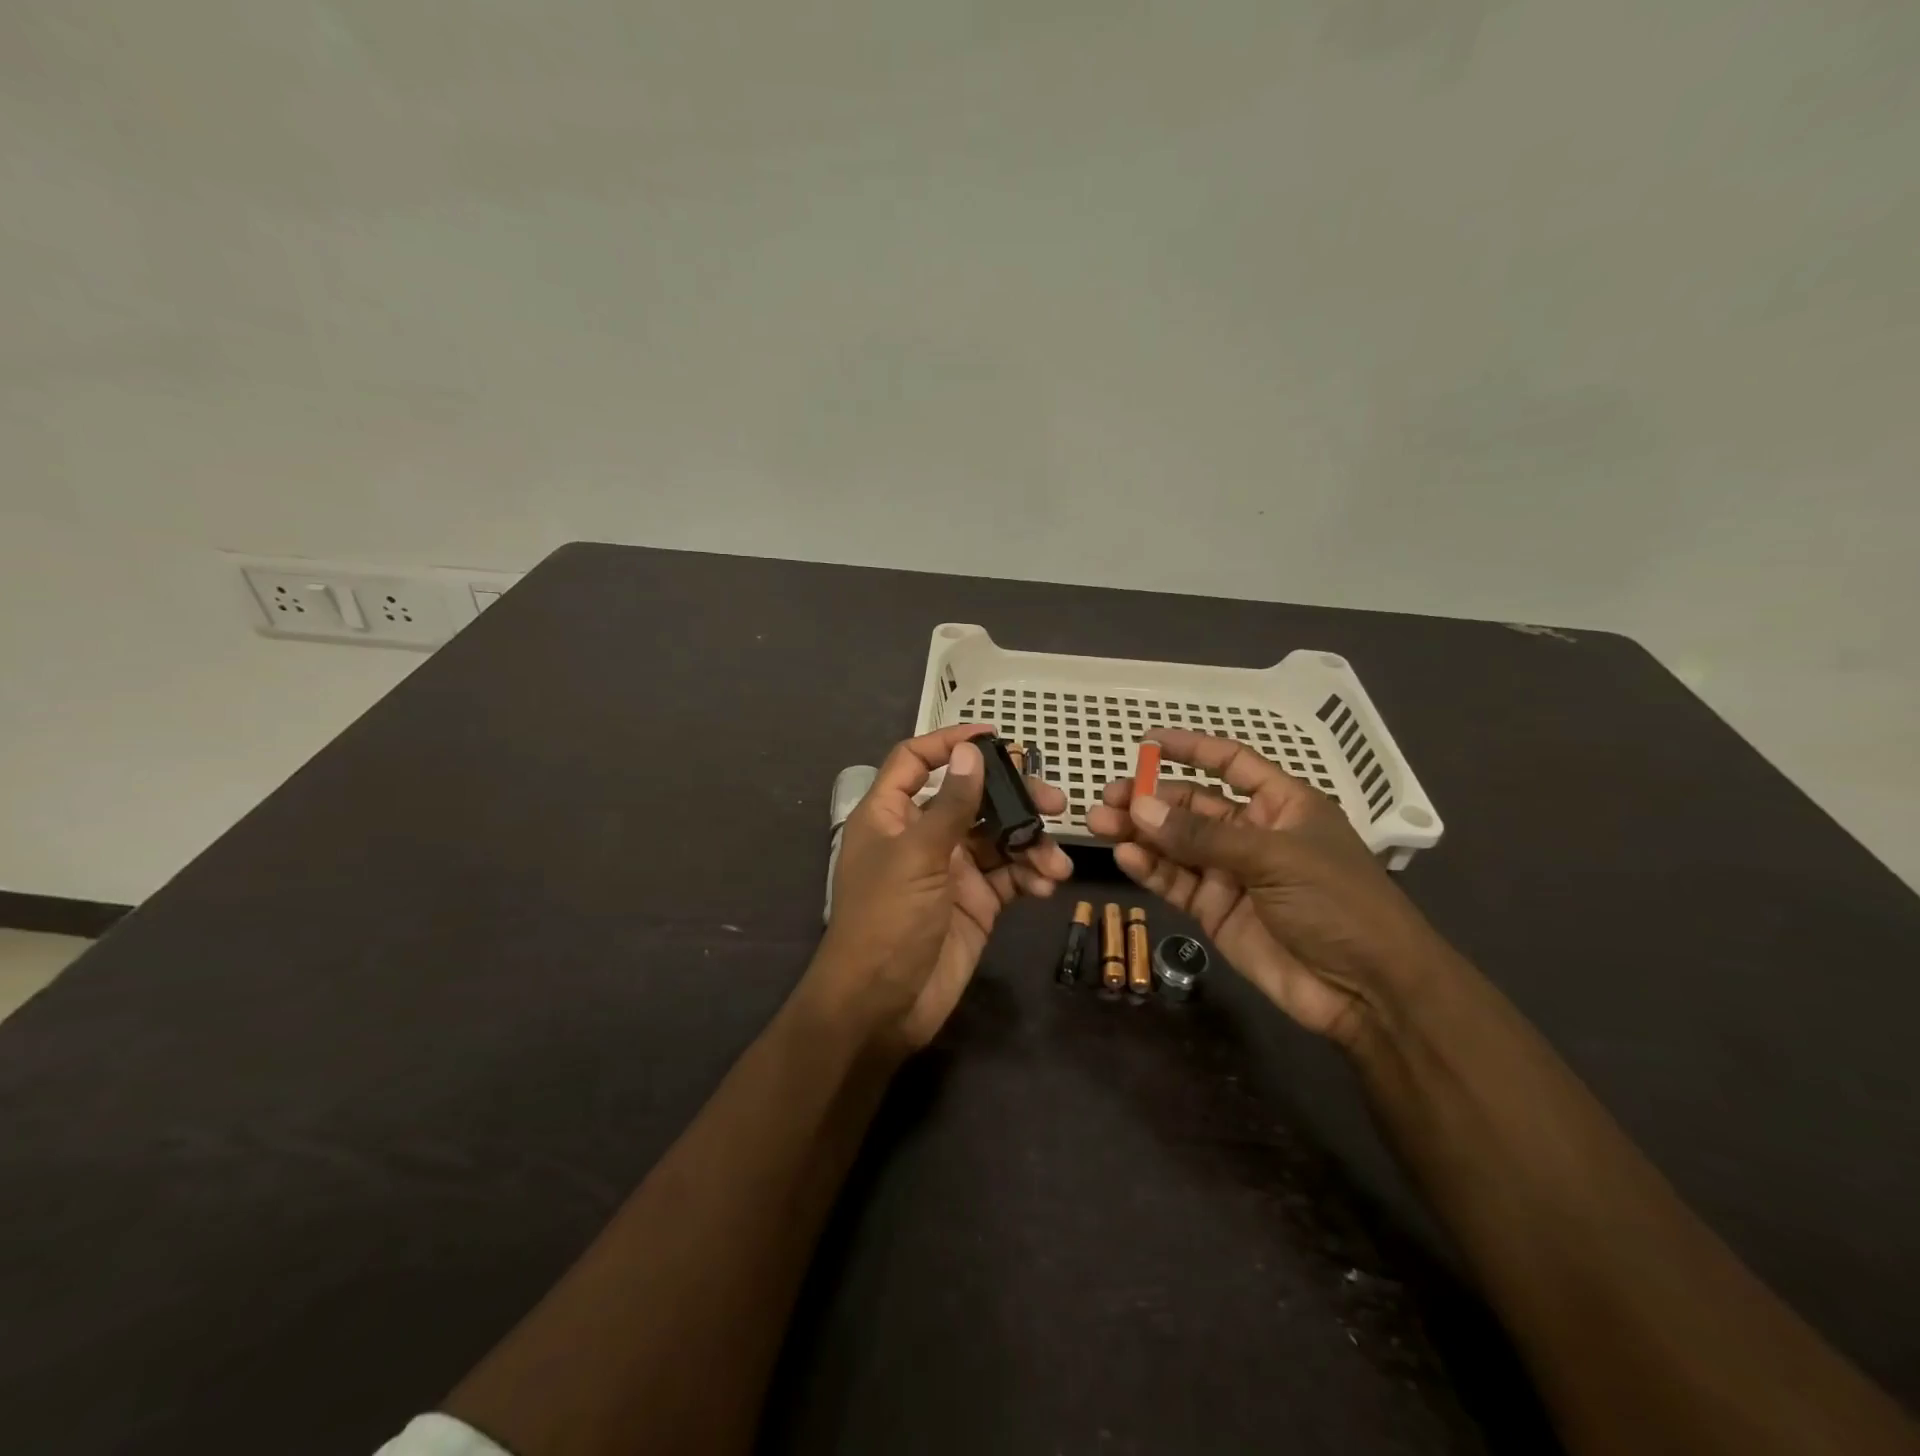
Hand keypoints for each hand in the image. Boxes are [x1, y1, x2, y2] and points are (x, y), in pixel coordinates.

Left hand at [808, 725, 1071, 1054]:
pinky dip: (1032, 875)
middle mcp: (922, 836)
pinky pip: (1010, 876)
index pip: (916, 761)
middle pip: (972, 798)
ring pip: (999, 838)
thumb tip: (969, 751)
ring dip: (1031, 843)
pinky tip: (1048, 883)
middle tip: (1053, 802)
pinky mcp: (976, 903)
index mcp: (891, 815)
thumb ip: (950, 804)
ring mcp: (952, 870)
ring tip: (1056, 859)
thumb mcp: (917, 855)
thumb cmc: (887, 919)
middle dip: (1013, 798)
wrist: (883, 1006)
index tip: (993, 736)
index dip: (949, 743)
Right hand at [1085, 729, 1449, 1046]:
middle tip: (1107, 797)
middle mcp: (1252, 834)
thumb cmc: (1337, 903)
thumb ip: (1202, 836)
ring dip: (1139, 832)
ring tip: (1100, 823)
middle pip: (1191, 806)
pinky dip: (1149, 869)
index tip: (1148, 742)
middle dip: (1150, 799)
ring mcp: (1231, 874)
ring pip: (1175, 844)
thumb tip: (1139, 807)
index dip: (1192, 750)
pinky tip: (1124, 856)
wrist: (1367, 991)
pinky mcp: (1215, 911)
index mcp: (1281, 806)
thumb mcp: (1273, 858)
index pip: (1231, 764)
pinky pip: (1175, 882)